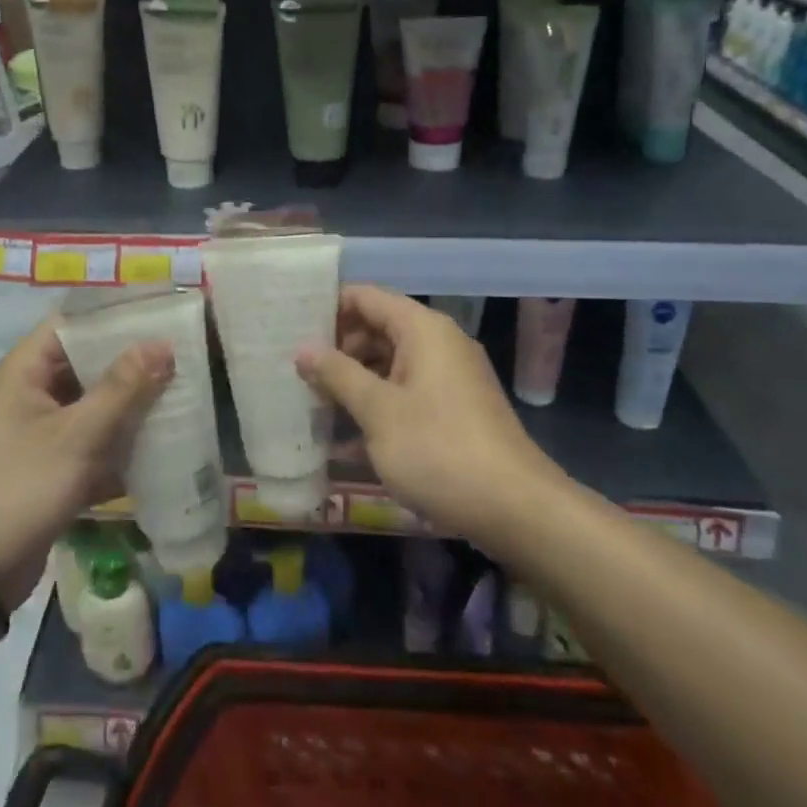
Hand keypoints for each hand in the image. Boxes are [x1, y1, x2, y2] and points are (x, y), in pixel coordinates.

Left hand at [0, 319, 172, 609]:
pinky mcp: (44, 471)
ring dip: (128, 409)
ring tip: (179, 400)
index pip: (71, 326)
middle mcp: (26, 396)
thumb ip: (122, 388)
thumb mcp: (77, 435)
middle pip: (84, 367)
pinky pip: (86, 446)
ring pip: (89, 408)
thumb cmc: (20, 487)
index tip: (160, 319)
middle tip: (181, 361)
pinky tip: (158, 451)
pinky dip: (115, 448)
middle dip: (130, 367)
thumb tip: (161, 343)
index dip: (114, 319)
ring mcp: (34, 435)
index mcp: (22, 372)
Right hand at [296, 286, 548, 540]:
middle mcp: (437, 344)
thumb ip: (337, 374)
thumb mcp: (378, 412)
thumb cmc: (439, 450)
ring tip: (310, 405)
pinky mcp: (452, 411)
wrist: (515, 509)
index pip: (365, 297)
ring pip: (388, 366)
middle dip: (336, 351)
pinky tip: (342, 442)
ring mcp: (447, 379)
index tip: (290, 325)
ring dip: (352, 384)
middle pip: (376, 330)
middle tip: (294, 373)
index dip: (328, 307)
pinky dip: (376, 408)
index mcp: (422, 330)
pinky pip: (404, 395)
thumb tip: (303, 348)